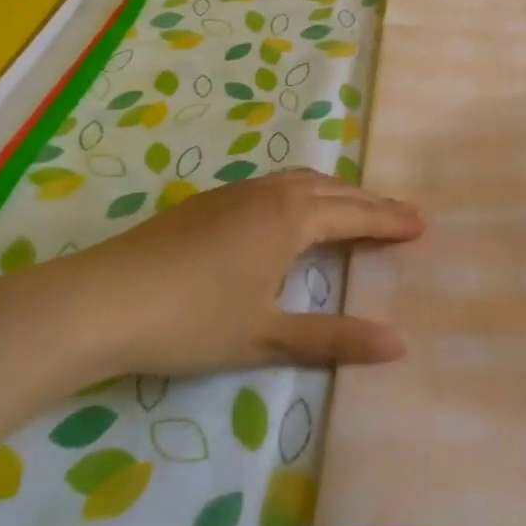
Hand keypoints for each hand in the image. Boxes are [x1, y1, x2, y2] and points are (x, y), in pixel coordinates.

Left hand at [64, 169, 423, 377]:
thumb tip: (398, 343)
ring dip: (336, 193)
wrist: (102, 300)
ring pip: (300, 181)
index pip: (354, 213)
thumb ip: (332, 337)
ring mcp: (235, 193)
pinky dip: (304, 194)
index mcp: (289, 218)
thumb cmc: (191, 319)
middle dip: (370, 201)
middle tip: (403, 214)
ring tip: (358, 208)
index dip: (390, 220)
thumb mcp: (265, 336)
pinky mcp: (209, 202)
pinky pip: (274, 186)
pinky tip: (294, 214)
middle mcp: (268, 193)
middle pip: (332, 189)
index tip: (423, 223)